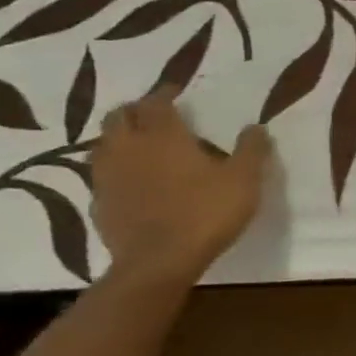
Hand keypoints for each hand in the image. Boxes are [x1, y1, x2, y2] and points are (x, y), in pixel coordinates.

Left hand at [90, 88, 270, 283]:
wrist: (159, 263)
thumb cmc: (205, 213)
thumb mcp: (244, 180)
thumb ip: (251, 150)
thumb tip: (256, 127)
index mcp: (163, 135)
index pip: (156, 101)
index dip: (165, 93)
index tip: (176, 92)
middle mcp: (129, 148)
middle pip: (119, 117)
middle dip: (136, 111)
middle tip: (155, 116)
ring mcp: (108, 177)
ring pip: (103, 145)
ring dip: (119, 139)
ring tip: (139, 146)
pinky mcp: (99, 205)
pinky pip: (102, 178)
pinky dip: (115, 172)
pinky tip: (130, 183)